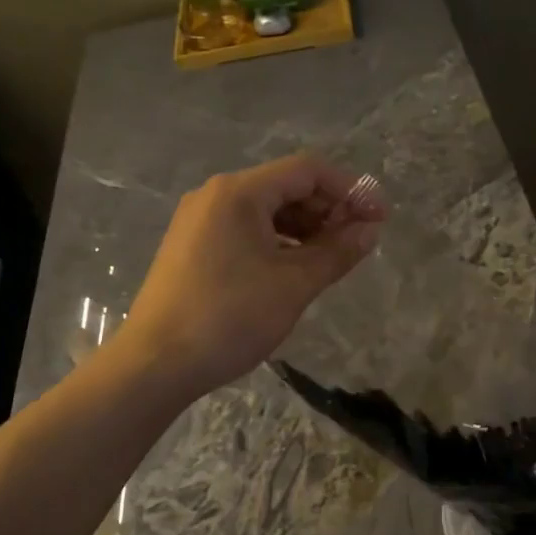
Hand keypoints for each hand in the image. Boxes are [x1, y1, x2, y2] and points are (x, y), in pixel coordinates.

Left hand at [121, 154, 386, 398]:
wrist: (155, 363)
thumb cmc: (229, 318)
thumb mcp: (293, 285)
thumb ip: (337, 252)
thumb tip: (370, 230)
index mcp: (239, 192)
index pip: (308, 170)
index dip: (350, 189)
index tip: (380, 218)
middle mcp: (216, 195)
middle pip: (286, 186)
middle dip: (328, 209)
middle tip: (359, 241)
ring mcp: (200, 221)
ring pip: (266, 211)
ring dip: (305, 228)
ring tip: (333, 258)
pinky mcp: (193, 247)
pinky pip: (246, 230)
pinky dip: (278, 242)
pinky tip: (296, 268)